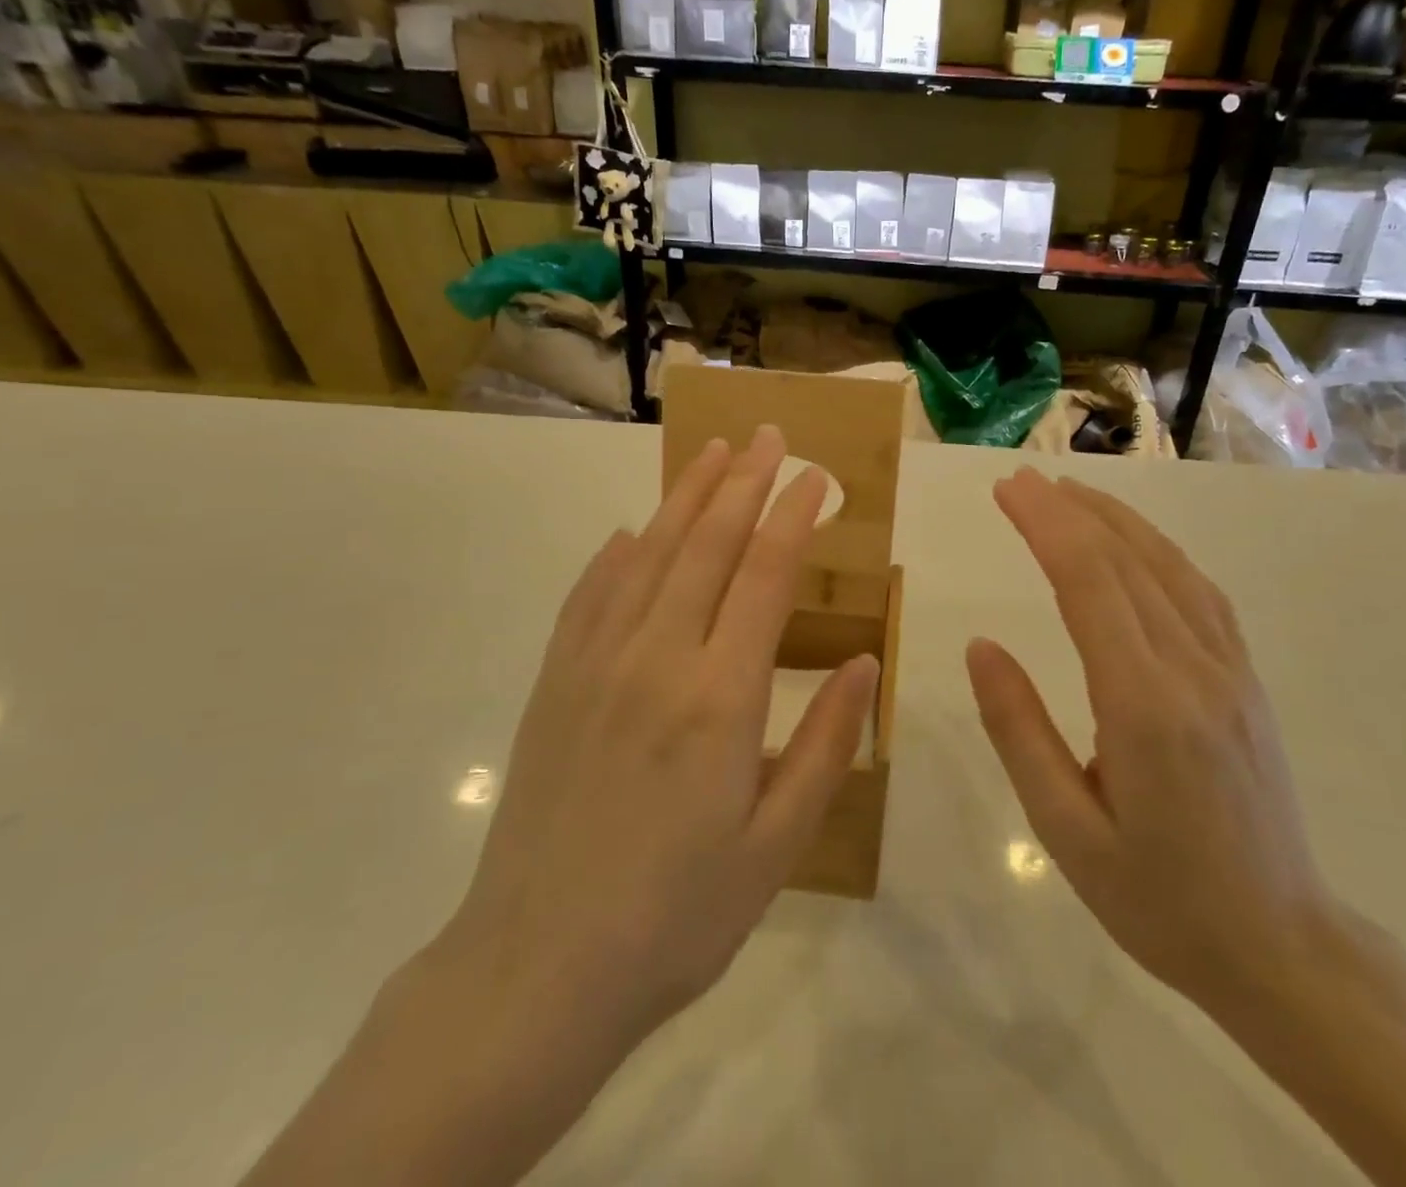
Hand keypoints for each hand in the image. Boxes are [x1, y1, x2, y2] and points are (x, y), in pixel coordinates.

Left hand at [441, 425, 880, 1050]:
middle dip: (743, 482)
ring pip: (648, 554)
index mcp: (721, 697)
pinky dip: (615, 554)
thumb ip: (825, 744)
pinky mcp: (555, 683)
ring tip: (711, 453)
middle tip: (767, 435)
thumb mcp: (777, 844)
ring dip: (684, 498)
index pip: (766, 576)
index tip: (814, 476)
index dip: (793, 516)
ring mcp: (596, 665)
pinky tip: (630, 531)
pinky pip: (589, 596)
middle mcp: (658, 660)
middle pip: (707, 545)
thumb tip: (867, 663)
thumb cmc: (677, 915)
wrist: (538, 970)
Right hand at [967, 469, 1335, 1009]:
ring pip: (1169, 566)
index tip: (1006, 490)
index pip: (1089, 584)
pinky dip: (1159, 550)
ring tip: (1068, 491)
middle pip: (1126, 561)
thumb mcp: (1065, 829)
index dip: (1046, 525)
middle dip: (1068, 510)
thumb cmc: (1158, 898)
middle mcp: (1193, 671)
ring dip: (1115, 519)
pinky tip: (1135, 543)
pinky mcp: (1246, 680)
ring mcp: (1230, 671)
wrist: (1282, 947)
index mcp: (1144, 707)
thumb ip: (1019, 730)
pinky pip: (1200, 593)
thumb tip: (981, 645)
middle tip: (1019, 478)